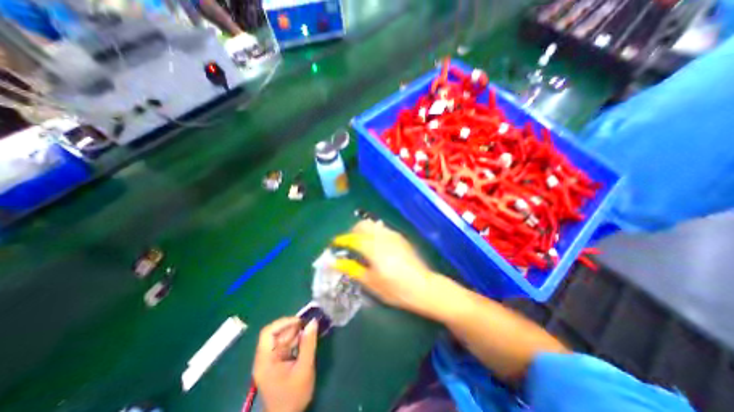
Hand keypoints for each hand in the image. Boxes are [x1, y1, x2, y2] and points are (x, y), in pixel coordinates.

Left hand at [253, 319, 318, 411]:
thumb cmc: (294, 395)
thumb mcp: (304, 368)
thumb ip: (308, 344)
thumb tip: (313, 322)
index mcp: (265, 360)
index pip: (268, 333)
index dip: (283, 323)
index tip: (300, 321)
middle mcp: (264, 358)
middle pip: (275, 334)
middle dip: (292, 327)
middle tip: (308, 326)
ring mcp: (270, 360)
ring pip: (281, 338)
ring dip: (295, 333)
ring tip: (308, 332)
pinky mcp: (276, 362)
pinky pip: (285, 345)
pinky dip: (295, 340)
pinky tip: (304, 341)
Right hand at [332, 222, 433, 312]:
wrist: (423, 287)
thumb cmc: (395, 289)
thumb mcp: (370, 282)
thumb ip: (351, 269)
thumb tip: (334, 262)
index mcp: (373, 248)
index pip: (352, 239)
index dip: (341, 240)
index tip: (334, 244)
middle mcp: (382, 236)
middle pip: (362, 225)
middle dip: (352, 231)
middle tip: (348, 244)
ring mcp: (393, 235)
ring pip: (373, 225)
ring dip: (363, 231)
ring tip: (361, 244)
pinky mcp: (400, 237)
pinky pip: (382, 229)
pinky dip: (374, 233)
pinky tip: (375, 245)